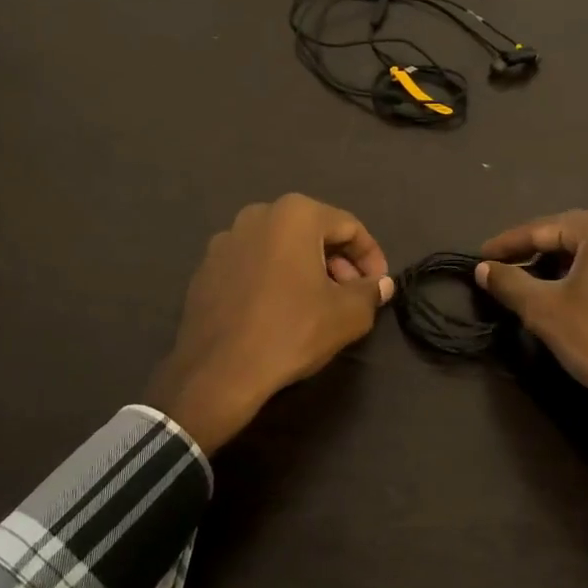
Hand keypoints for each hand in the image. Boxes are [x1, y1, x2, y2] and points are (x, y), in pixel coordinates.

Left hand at [147, 194, 393, 454]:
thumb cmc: (291, 332)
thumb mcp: (348, 315)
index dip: (371, 257)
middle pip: (313, 232)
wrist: (218, 373)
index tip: (378, 286)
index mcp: (295, 214)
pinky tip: (279, 311)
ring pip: (281, 247)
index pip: (349, 227)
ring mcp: (226, 240)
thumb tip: (381, 284)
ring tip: (318, 305)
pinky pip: (253, 264)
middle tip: (351, 295)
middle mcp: (257, 215)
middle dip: (338, 262)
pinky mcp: (206, 268)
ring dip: (305, 269)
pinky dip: (273, 279)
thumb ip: (370, 292)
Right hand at [475, 209, 587, 514]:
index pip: (543, 229)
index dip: (507, 244)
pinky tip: (577, 297)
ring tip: (535, 283)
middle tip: (504, 268)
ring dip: (563, 265)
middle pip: (572, 235)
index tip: (480, 256)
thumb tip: (483, 269)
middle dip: (535, 252)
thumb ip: (509, 282)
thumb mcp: (544, 310)